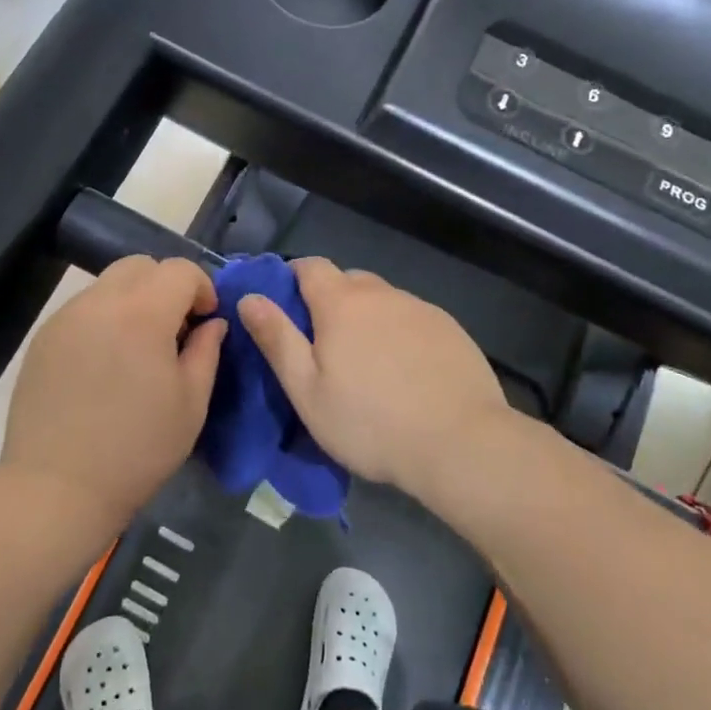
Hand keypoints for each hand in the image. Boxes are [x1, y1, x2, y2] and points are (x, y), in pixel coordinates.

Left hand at [2, 256, 225, 533]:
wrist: (57, 487)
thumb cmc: (137, 449)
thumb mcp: (191, 403)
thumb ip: (206, 351)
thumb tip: (212, 323)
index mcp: (142, 314)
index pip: (180, 270)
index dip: (202, 287)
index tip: (205, 320)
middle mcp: (100, 302)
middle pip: (140, 265)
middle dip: (166, 286)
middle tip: (173, 329)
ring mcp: (65, 317)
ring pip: (108, 284)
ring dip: (133, 300)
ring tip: (137, 348)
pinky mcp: (43, 337)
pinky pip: (83, 309)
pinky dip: (104, 319)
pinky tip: (104, 364)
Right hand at [238, 258, 511, 502]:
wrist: (461, 443)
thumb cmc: (370, 422)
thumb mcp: (307, 390)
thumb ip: (277, 339)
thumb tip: (249, 298)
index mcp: (341, 303)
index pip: (310, 266)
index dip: (292, 278)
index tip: (286, 308)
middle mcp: (382, 294)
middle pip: (348, 281)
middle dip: (330, 301)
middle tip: (324, 346)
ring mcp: (421, 309)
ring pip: (383, 300)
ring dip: (367, 318)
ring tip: (368, 365)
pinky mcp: (451, 329)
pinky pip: (412, 319)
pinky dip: (400, 334)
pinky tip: (405, 372)